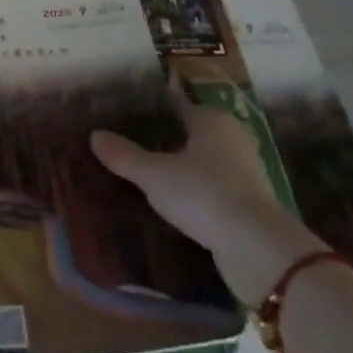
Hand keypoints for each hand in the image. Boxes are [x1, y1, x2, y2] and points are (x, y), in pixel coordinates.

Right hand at [90, 73, 321, 305]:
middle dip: (173, 134)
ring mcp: (247, 171)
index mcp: (211, 119)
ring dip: (188, 164)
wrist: (258, 249)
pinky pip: (218, 185)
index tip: (137, 107)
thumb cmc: (203, 194)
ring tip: (156, 169)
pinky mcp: (253, 203)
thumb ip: (124, 156)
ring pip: (209, 159)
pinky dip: (200, 188)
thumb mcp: (154, 175)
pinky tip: (180, 199)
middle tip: (141, 137)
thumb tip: (94, 136)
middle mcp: (233, 137)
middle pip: (197, 130)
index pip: (180, 103)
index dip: (159, 105)